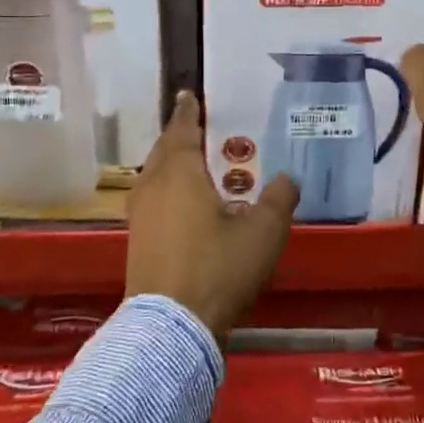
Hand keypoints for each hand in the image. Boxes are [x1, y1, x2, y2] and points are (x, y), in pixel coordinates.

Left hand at [126, 91, 298, 343]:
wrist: (171, 327)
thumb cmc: (218, 268)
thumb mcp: (263, 233)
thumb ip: (278, 200)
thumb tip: (287, 179)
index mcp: (180, 173)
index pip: (182, 130)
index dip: (188, 112)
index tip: (188, 95)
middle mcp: (153, 187)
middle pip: (163, 151)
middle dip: (178, 137)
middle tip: (196, 128)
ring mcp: (140, 216)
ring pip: (154, 177)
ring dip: (170, 165)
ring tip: (192, 165)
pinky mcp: (137, 242)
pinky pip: (152, 200)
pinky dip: (167, 191)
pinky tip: (184, 206)